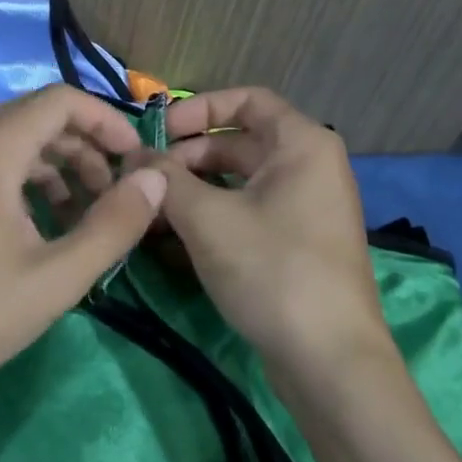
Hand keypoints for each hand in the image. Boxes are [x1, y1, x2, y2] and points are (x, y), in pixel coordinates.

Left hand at [0, 84, 168, 416]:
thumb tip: (155, 179)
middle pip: (35, 118)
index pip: (60, 100)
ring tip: (81, 218)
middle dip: (84, 149)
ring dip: (54, 168)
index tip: (134, 160)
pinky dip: (20, 181)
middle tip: (113, 196)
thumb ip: (113, 224)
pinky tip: (36, 227)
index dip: (106, 122)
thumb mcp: (56, 277)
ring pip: (8, 142)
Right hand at [154, 87, 393, 378]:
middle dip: (187, 157)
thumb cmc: (272, 269)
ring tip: (150, 212)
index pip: (247, 100)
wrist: (329, 361)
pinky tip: (173, 240)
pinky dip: (212, 218)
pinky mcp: (296, 245)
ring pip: (239, 182)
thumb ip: (165, 180)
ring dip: (193, 191)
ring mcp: (305, 209)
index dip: (198, 109)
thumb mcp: (207, 219)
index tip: (158, 132)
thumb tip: (133, 157)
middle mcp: (309, 168)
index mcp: (302, 144)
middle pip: (238, 142)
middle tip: (145, 180)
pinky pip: (247, 214)